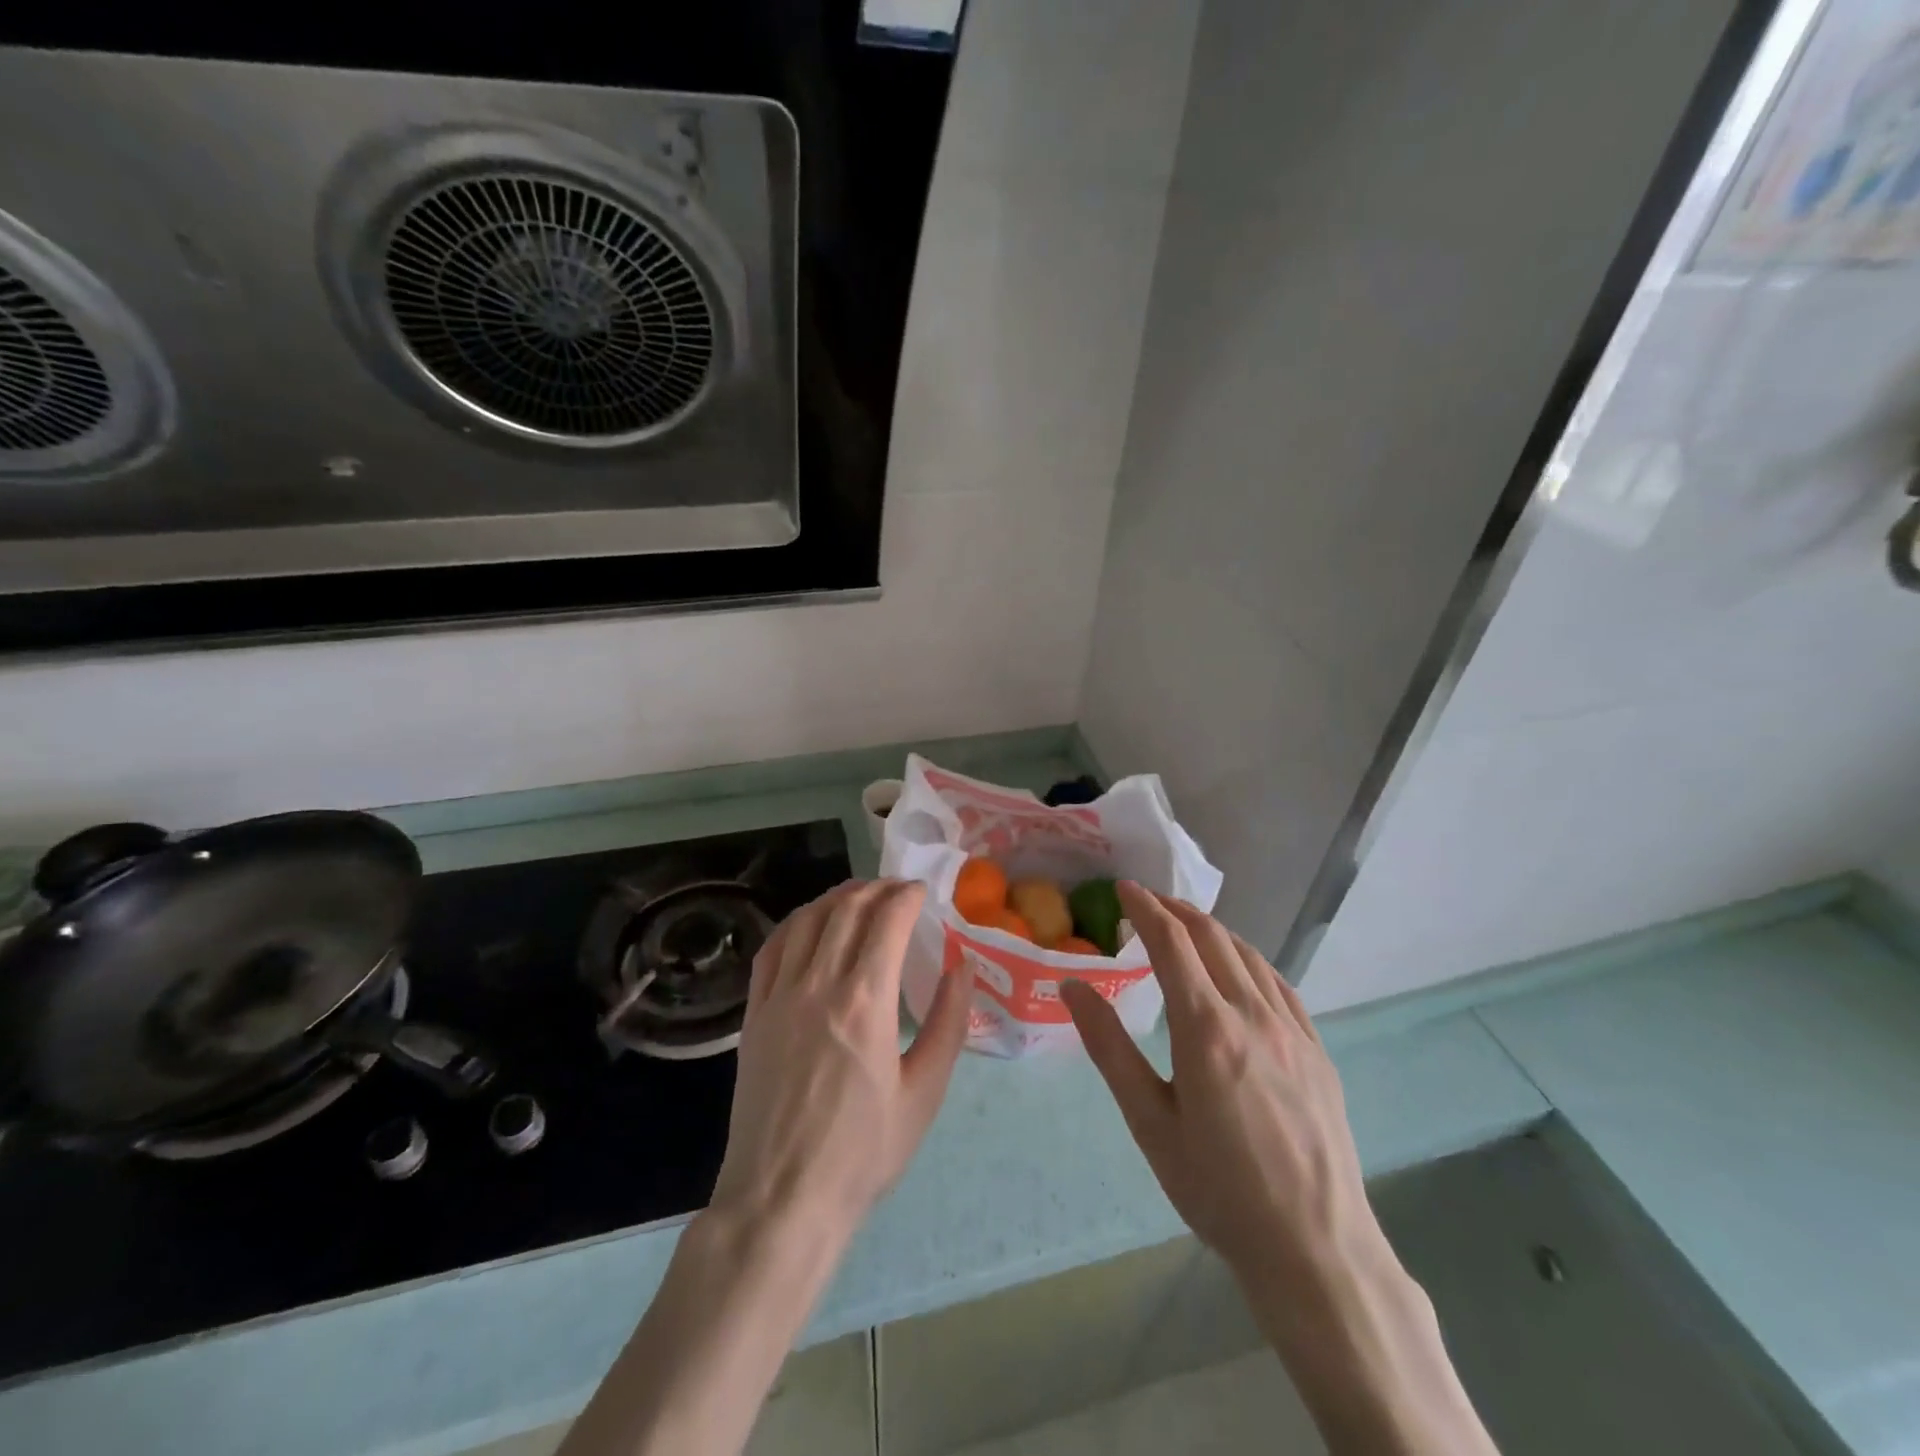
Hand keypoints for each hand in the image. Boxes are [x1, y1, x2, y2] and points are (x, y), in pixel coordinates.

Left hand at [709, 879, 972, 1244]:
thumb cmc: (862, 1153)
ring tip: (859, 897)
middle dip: (877, 888)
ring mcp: (779, 996)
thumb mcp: (924, 1093)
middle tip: (898, 890)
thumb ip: (947, 1022)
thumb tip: (961, 966)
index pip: (887, 920)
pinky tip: (809, 924)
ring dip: (836, 898)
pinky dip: (795, 923)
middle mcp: (818, 985)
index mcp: (865, 1002)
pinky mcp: (753, 1014)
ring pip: (806, 920)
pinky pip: (772, 949)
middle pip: (846, 909)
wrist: (781, 1199)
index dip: (907, 895)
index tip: (922, 891)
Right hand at [1060, 883, 1390, 1321]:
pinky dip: (1249, 959)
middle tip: (1147, 903)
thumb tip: (1072, 986)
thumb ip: (1110, 1047)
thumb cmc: (1218, 1189)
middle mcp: (1252, 1014)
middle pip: (1212, 937)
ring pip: (1248, 954)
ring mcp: (1292, 1029)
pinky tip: (1239, 969)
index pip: (1172, 943)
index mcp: (1206, 1028)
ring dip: (1211, 930)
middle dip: (1175, 910)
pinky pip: (1279, 983)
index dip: (1145, 908)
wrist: (1315, 1248)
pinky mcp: (1316, 1049)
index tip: (1124, 889)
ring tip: (1185, 928)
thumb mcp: (1149, 1121)